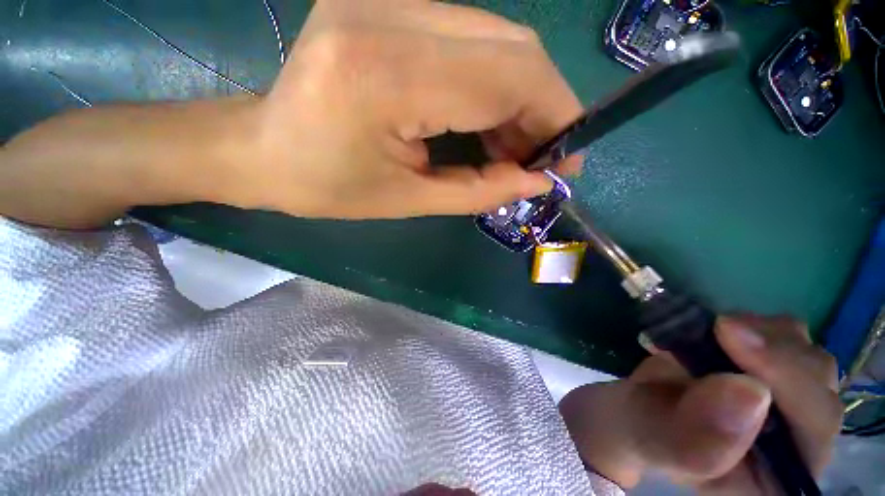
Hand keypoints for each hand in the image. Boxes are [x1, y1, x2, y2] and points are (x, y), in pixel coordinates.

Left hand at [237, 0, 582, 218]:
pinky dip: (491, 83)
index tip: (566, 158)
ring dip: (518, 97)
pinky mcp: (386, 3)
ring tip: (513, 147)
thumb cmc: (327, 187)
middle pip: (512, 47)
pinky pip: (468, 39)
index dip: (554, 116)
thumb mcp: (409, 200)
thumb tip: (538, 181)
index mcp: (388, 75)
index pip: (509, 77)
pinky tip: (486, 121)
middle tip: (539, 157)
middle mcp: (391, 14)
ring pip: (496, 38)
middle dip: (542, 107)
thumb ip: (480, 190)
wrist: (264, 149)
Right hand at [559, 316, 842, 493]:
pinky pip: (785, 337)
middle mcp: (797, 443)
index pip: (813, 431)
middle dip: (773, 353)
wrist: (635, 409)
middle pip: (820, 387)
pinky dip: (753, 325)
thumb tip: (748, 393)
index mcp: (775, 479)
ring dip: (763, 335)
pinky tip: (716, 331)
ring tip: (711, 334)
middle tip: (719, 327)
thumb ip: (693, 438)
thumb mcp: (653, 440)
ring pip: (807, 355)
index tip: (732, 339)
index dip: (788, 384)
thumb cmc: (640, 430)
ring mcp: (790, 404)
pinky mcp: (773, 372)